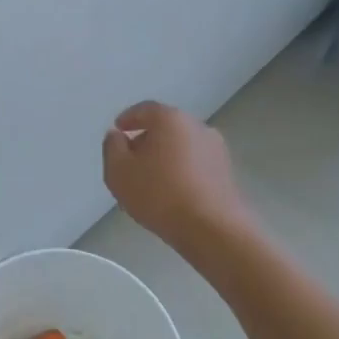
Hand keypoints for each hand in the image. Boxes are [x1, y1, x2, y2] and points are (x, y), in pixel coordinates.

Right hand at [102, 101, 251, 247]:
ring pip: (182, 146)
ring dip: (165, 157)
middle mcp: (197, 126)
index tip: (118, 130)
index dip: (128, 118)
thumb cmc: (159, 194)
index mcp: (170, 119)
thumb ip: (112, 147)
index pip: (145, 109)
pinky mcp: (226, 173)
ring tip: (150, 180)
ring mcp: (216, 149)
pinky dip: (181, 171)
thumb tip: (117, 135)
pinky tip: (171, 192)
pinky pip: (195, 164)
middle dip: (146, 139)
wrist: (212, 229)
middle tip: (130, 159)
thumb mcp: (119, 171)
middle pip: (165, 127)